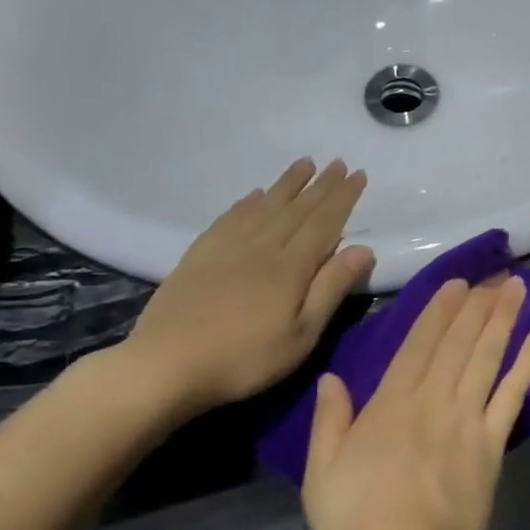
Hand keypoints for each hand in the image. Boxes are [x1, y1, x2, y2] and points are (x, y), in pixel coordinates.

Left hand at [120, 158, 374, 413]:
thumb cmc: (245, 359)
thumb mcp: (302, 334)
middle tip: (338, 162)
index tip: (358, 174)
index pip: (324, 222)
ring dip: (287, 184)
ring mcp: (226, 248)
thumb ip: (332, 288)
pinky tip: (254, 195)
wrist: (165, 367)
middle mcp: (261, 247)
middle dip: (321, 185)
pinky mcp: (199, 256)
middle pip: (296, 209)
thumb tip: (364, 248)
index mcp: (290, 266)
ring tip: (304, 164)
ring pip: (264, 206)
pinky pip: (229, 218)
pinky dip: (246, 202)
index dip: (343, 197)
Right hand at [303, 277, 529, 529]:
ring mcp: (468, 420)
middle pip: (459, 343)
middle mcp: (433, 401)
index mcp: (391, 405)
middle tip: (497, 273)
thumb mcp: (322, 474)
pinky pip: (512, 396)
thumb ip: (329, 421)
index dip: (439, 311)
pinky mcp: (493, 444)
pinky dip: (527, 364)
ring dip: (503, 320)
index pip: (418, 345)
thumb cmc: (358, 523)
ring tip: (518, 288)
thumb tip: (332, 377)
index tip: (458, 283)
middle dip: (477, 305)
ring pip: (487, 358)